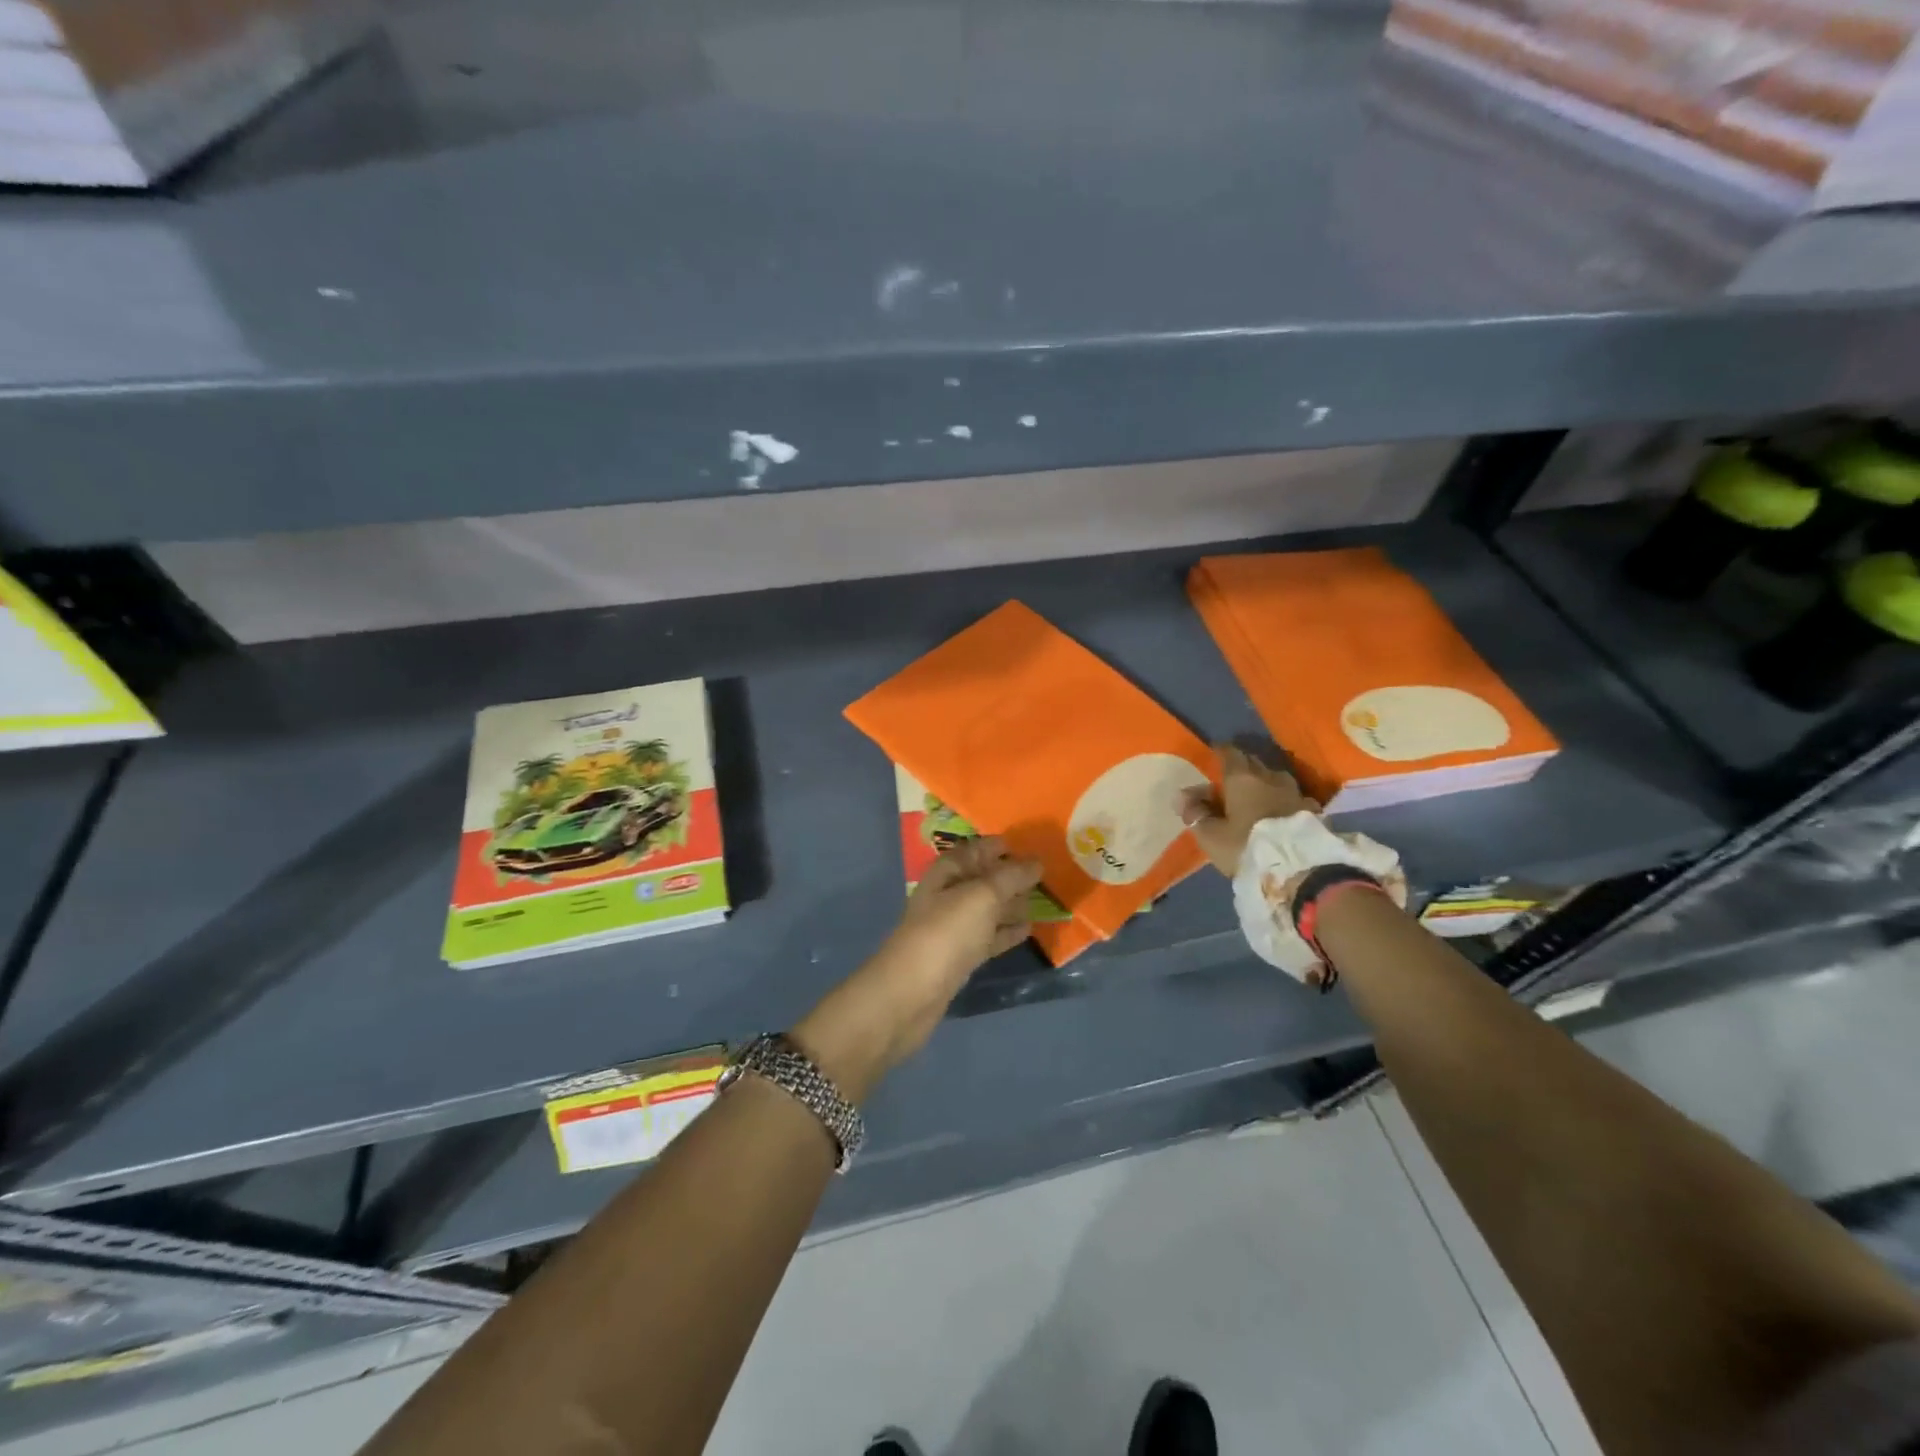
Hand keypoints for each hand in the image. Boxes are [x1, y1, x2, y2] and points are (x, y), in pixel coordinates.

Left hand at [795, 836, 1041, 1099]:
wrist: (910, 994)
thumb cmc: (945, 934)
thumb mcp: (982, 897)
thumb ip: (1011, 876)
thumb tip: (1037, 861)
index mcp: (948, 871)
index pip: (978, 849)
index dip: (1002, 846)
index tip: (1035, 846)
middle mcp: (949, 894)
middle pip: (985, 878)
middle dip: (1012, 875)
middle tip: (1048, 874)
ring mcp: (954, 927)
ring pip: (989, 908)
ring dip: (1013, 903)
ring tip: (1045, 899)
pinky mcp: (960, 956)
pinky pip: (989, 936)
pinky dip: (1007, 931)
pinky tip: (1029, 929)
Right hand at [1180, 744, 1318, 875]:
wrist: (1301, 871)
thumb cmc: (1247, 848)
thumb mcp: (1211, 836)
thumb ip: (1196, 813)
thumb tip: (1182, 796)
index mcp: (1242, 779)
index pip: (1230, 753)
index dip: (1220, 751)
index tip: (1214, 753)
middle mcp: (1270, 778)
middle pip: (1254, 762)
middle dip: (1242, 765)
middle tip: (1230, 777)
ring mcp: (1295, 793)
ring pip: (1276, 778)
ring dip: (1265, 782)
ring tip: (1257, 794)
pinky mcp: (1313, 811)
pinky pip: (1293, 797)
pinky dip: (1283, 800)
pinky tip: (1281, 811)